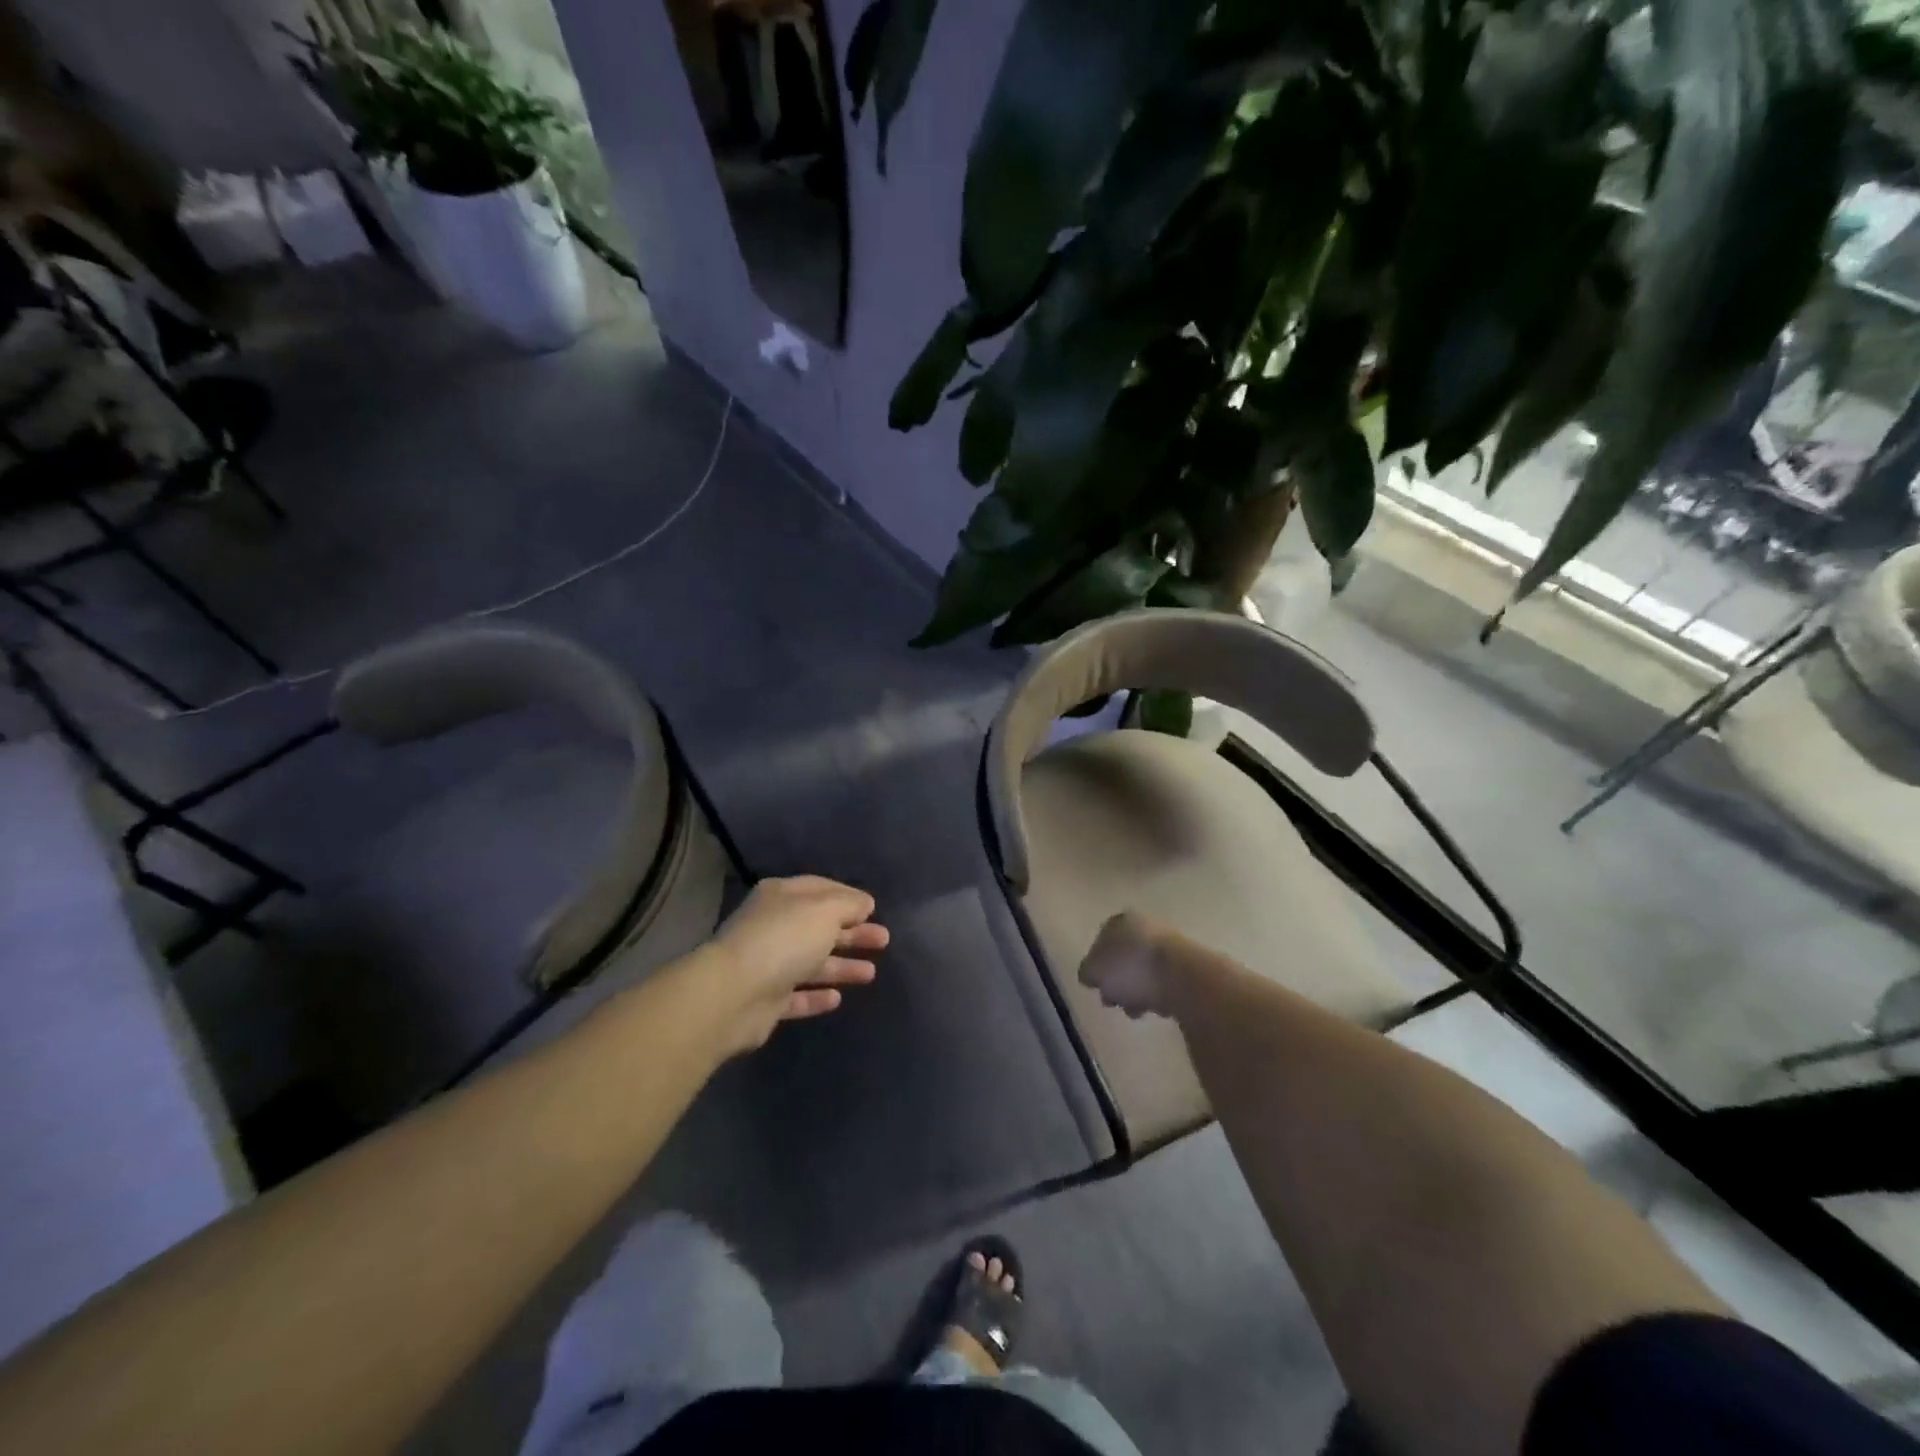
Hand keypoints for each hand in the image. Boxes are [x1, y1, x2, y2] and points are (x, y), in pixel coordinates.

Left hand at [706, 876, 887, 1053]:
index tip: (874, 908)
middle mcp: (773, 926)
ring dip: (841, 966)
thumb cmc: (783, 939)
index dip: (849, 897)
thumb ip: (849, 904)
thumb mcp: (824, 910)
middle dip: (852, 933)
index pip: (821, 889)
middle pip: (820, 927)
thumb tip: (865, 903)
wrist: (733, 994)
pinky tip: (837, 999)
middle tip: (884, 940)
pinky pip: (797, 995)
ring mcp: (768, 964)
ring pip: (812, 962)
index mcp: (782, 896)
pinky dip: (817, 996)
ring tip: (871, 973)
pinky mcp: (766, 1001)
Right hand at [1077, 911, 1181, 1018]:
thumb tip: (1090, 975)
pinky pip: (1165, 982)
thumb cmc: (1131, 968)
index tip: (1097, 987)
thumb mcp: (1094, 970)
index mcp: (1122, 920)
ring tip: (1137, 1011)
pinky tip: (1158, 1009)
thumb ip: (1087, 971)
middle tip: (1114, 1002)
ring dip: (1138, 992)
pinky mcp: (1188, 966)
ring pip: (1145, 972)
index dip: (1096, 965)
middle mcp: (1146, 926)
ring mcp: (1170, 945)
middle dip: (1118, 982)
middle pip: (1124, 957)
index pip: (1102, 940)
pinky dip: (1159, 995)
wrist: (1183, 978)